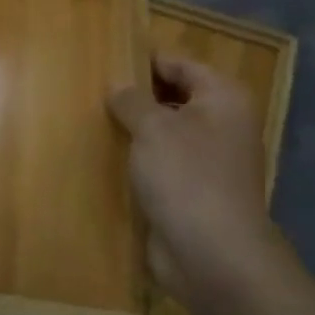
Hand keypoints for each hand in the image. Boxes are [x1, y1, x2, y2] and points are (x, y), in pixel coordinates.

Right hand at [108, 56, 294, 305]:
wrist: (213, 255)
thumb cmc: (187, 177)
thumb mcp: (153, 127)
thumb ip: (132, 100)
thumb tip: (119, 87)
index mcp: (223, 98)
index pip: (179, 63)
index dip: (144, 60)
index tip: (104, 59)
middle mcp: (222, 124)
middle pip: (173, 97)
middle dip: (136, 95)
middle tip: (90, 89)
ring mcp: (209, 161)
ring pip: (165, 132)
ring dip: (135, 129)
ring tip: (91, 119)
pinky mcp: (192, 192)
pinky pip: (161, 164)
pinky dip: (139, 159)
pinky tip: (106, 156)